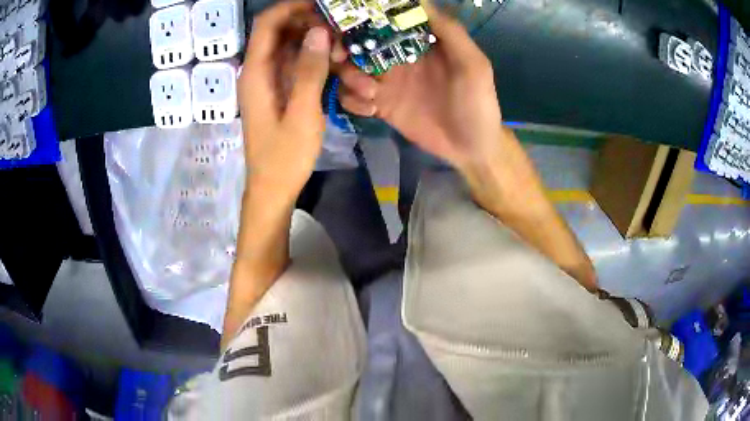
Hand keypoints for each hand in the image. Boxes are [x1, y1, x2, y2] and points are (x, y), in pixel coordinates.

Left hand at [239, 1, 331, 204]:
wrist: (273, 190)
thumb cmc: (284, 157)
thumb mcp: (302, 113)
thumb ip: (309, 71)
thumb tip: (319, 32)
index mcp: (256, 73)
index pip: (268, 24)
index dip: (292, 8)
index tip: (323, 6)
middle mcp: (260, 71)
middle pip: (284, 33)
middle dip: (315, 30)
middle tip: (344, 41)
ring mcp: (271, 82)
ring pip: (296, 50)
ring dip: (323, 52)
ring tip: (351, 64)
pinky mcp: (282, 92)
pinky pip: (301, 68)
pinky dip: (322, 68)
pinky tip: (345, 78)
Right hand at [336, 3, 503, 176]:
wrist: (471, 148)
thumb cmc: (477, 103)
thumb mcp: (472, 64)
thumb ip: (450, 31)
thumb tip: (421, 2)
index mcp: (418, 42)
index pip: (384, 22)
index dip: (363, 19)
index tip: (350, 22)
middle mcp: (397, 57)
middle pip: (358, 44)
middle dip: (344, 48)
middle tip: (341, 58)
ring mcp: (386, 81)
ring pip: (349, 69)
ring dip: (350, 77)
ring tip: (370, 93)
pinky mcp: (380, 105)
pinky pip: (352, 97)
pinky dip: (352, 101)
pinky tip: (372, 110)